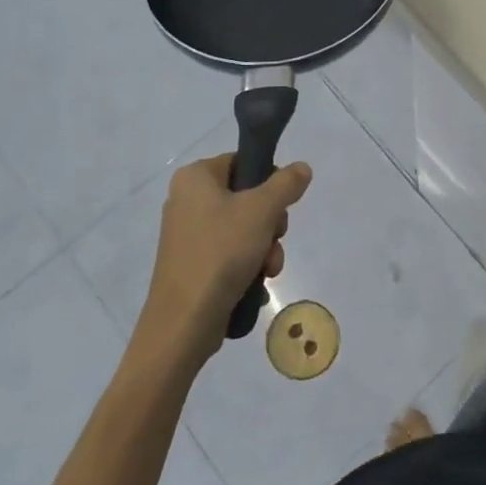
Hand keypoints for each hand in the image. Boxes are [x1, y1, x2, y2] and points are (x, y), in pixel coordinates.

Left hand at [138, 154, 312, 366]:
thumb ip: (286, 183)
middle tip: (274, 240)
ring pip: (243, 229)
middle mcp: (187, 200)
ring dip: (265, 249)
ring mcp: (188, 235)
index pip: (243, 162)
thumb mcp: (262, 210)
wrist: (184, 322)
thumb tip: (301, 168)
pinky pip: (230, 254)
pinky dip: (247, 266)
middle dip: (270, 224)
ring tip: (267, 270)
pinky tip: (255, 284)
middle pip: (247, 198)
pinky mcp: (192, 265)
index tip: (280, 206)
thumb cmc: (221, 252)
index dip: (268, 181)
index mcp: (195, 177)